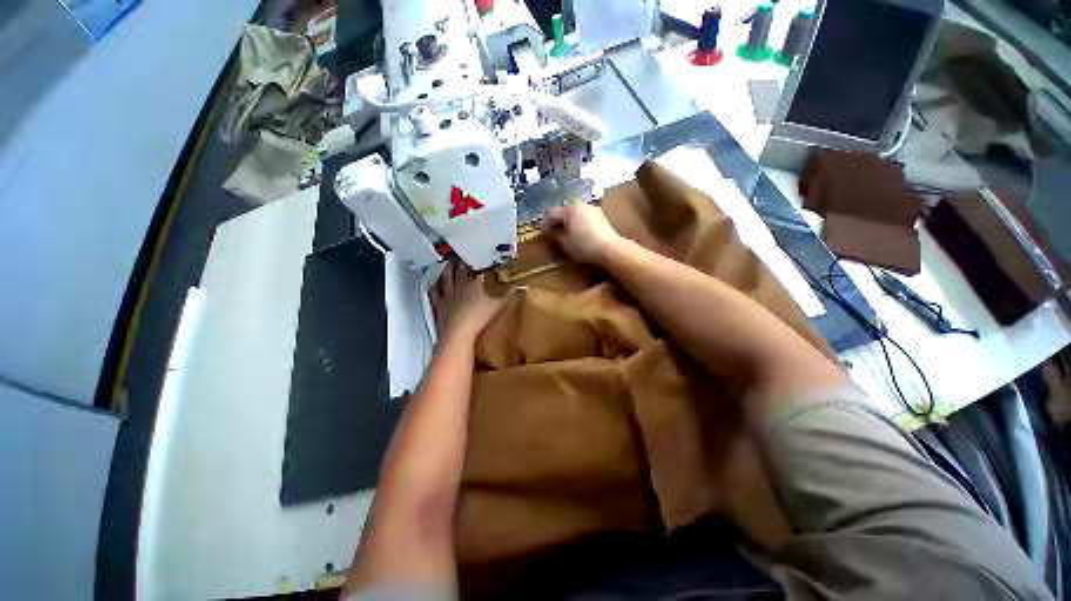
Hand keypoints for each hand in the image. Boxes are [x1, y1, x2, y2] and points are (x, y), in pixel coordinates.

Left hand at [430, 260, 506, 343]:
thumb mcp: (499, 306)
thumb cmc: (480, 317)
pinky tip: (433, 284)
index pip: (475, 268)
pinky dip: (434, 287)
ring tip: (448, 262)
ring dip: (447, 269)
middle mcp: (459, 286)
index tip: (478, 253)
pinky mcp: (439, 306)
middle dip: (461, 261)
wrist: (459, 333)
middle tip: (461, 253)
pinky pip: (434, 294)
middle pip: (459, 270)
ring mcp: (447, 295)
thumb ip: (509, 295)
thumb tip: (522, 286)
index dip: (477, 260)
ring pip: (446, 278)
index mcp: (474, 283)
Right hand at [543, 203, 621, 265]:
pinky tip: (579, 234)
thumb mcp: (565, 243)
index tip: (542, 233)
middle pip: (564, 212)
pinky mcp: (601, 216)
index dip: (545, 224)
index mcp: (570, 209)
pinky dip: (578, 224)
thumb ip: (556, 235)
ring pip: (575, 214)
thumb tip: (551, 232)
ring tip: (566, 235)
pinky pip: (584, 217)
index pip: (552, 213)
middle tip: (553, 234)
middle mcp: (581, 205)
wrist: (610, 249)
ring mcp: (592, 209)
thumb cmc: (584, 246)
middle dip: (557, 222)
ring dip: (568, 223)